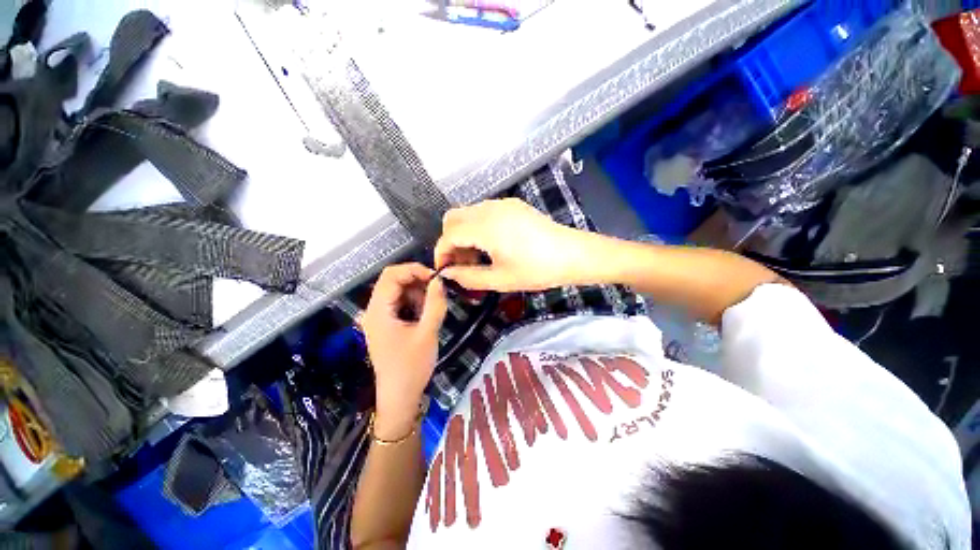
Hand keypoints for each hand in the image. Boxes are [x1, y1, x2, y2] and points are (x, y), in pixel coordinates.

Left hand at [360, 263, 446, 436]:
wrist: (400, 396)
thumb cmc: (412, 366)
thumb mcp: (428, 332)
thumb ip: (435, 303)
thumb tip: (440, 280)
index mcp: (378, 310)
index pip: (391, 275)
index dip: (414, 270)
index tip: (436, 278)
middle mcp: (374, 310)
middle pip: (393, 282)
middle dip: (417, 282)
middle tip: (437, 291)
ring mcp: (379, 318)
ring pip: (398, 292)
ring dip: (417, 294)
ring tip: (432, 308)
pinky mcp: (386, 325)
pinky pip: (399, 304)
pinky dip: (414, 304)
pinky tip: (424, 316)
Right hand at [434, 198, 596, 291]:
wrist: (573, 254)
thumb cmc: (537, 270)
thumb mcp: (501, 280)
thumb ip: (468, 277)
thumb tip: (447, 273)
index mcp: (486, 227)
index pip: (448, 234)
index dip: (441, 253)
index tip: (444, 270)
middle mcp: (490, 209)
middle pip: (453, 218)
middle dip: (450, 241)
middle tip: (461, 263)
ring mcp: (503, 204)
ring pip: (468, 213)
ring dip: (464, 233)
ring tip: (477, 257)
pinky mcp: (513, 205)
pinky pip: (484, 212)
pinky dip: (478, 227)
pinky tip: (491, 245)